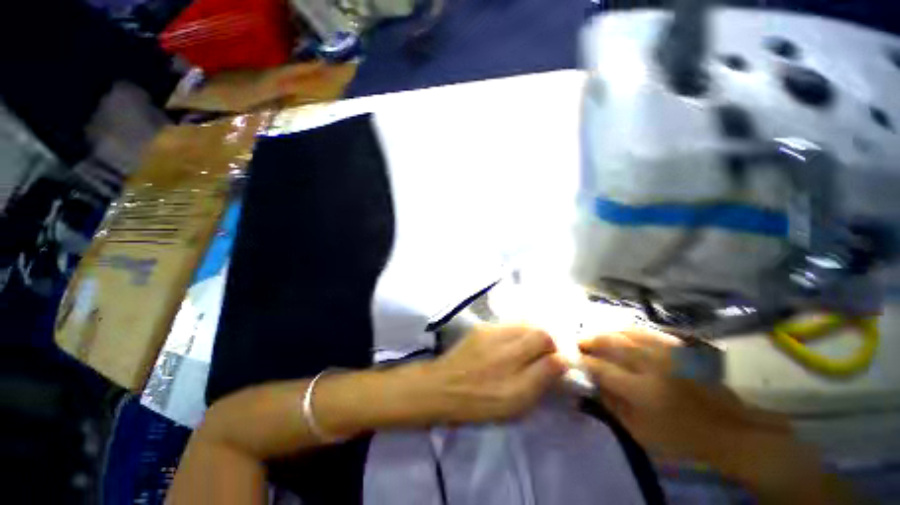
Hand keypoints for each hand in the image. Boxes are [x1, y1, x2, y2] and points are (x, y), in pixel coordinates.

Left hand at [426, 325, 566, 423]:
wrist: (442, 387)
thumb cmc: (479, 402)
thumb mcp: (515, 403)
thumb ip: (541, 379)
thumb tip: (562, 360)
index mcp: (514, 362)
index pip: (546, 342)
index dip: (557, 351)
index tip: (557, 363)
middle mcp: (504, 341)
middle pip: (537, 329)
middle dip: (547, 341)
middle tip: (544, 355)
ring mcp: (491, 330)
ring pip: (522, 324)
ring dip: (532, 334)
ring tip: (528, 349)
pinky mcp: (481, 328)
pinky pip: (507, 324)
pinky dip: (516, 331)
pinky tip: (510, 344)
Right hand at [578, 331, 816, 488]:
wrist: (728, 429)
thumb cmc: (680, 438)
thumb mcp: (639, 432)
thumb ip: (610, 404)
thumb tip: (589, 382)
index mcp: (641, 390)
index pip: (600, 367)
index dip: (582, 360)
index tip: (569, 358)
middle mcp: (651, 364)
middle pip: (610, 342)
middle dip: (588, 340)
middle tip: (577, 342)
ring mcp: (666, 352)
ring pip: (625, 331)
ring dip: (604, 332)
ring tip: (593, 336)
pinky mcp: (677, 347)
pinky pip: (644, 330)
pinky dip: (625, 329)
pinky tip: (617, 332)